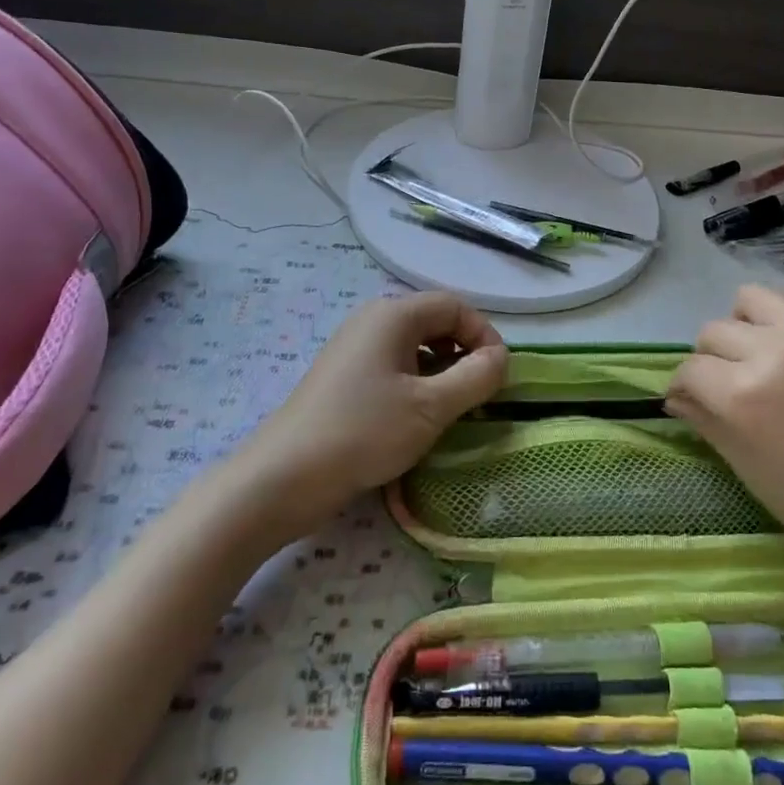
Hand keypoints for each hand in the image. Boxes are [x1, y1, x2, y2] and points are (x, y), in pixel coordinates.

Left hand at [234, 292, 507, 539]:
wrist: (283, 478)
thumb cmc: (364, 432)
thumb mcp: (431, 406)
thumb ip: (476, 377)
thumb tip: (501, 357)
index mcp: (393, 315)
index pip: (455, 306)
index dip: (484, 335)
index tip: (499, 375)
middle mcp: (373, 321)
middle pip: (434, 322)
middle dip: (464, 354)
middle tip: (479, 395)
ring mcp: (354, 349)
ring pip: (415, 348)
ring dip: (442, 372)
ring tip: (452, 410)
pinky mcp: (344, 378)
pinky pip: (393, 367)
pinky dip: (417, 384)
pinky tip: (418, 419)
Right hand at [667, 284, 783, 595]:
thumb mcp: (749, 468)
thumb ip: (706, 421)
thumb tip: (676, 397)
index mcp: (744, 395)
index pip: (691, 369)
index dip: (684, 387)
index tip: (692, 398)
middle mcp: (775, 351)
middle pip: (715, 330)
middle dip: (712, 358)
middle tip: (731, 382)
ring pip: (752, 298)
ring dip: (747, 324)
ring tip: (764, 352)